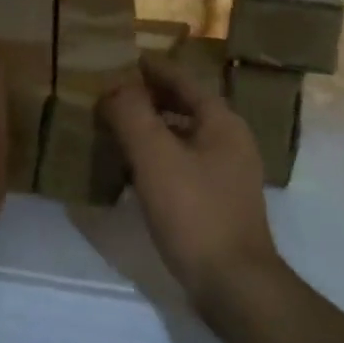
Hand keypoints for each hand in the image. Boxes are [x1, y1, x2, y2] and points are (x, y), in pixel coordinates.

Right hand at [99, 54, 280, 309]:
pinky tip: (131, 172)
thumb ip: (133, 114)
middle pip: (185, 108)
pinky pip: (182, 166)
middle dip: (148, 99)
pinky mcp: (217, 202)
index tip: (123, 59)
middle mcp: (230, 141)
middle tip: (110, 94)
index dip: (152, 69)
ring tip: (114, 129)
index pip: (183, 81)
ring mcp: (227, 174)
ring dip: (150, 130)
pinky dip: (157, 160)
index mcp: (222, 122)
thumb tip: (114, 86)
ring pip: (182, 138)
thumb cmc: (194, 212)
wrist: (233, 283)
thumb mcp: (156, 157)